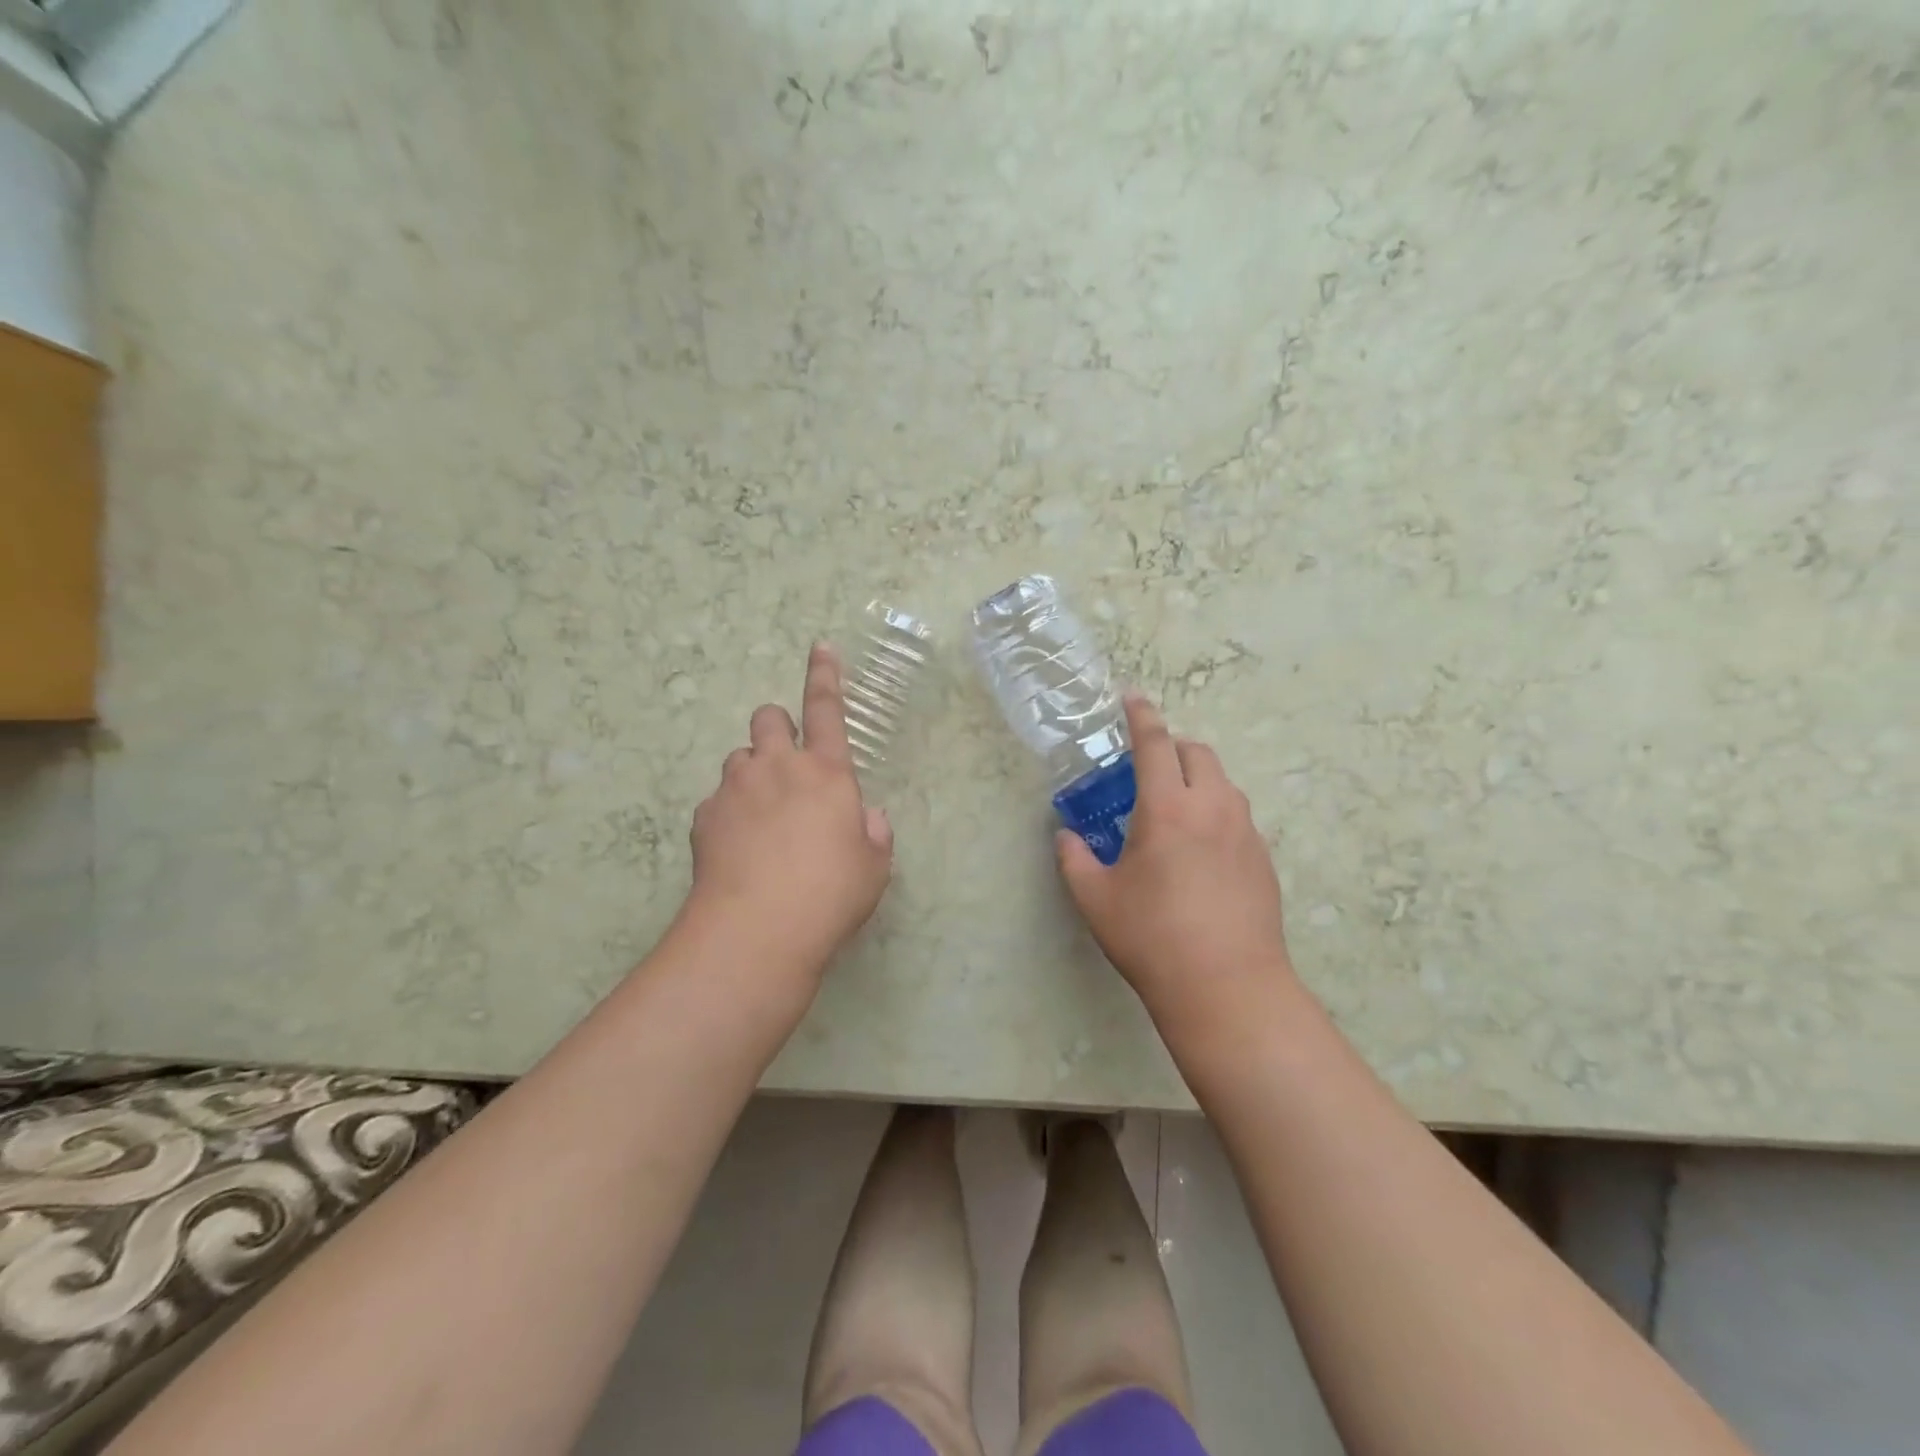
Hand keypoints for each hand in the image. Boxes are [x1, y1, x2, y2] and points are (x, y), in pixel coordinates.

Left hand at [679, 644, 893, 985]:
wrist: (758, 929)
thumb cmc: (830, 894)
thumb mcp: (872, 867)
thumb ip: (872, 833)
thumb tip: (865, 818)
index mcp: (827, 773)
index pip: (827, 709)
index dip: (826, 675)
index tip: (821, 647)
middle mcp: (779, 768)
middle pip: (768, 717)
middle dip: (777, 727)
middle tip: (786, 764)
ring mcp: (736, 788)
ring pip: (739, 757)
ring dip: (752, 773)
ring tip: (762, 817)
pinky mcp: (704, 816)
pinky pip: (717, 799)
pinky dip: (728, 813)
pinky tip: (737, 849)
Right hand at [1056, 693, 1295, 1038]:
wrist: (1228, 988)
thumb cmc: (1152, 937)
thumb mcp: (1096, 899)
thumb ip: (1074, 859)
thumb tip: (1066, 837)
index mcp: (1167, 808)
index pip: (1155, 744)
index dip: (1141, 716)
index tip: (1132, 697)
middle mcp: (1212, 808)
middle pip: (1198, 753)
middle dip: (1172, 746)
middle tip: (1147, 766)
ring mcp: (1245, 833)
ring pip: (1224, 783)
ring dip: (1197, 778)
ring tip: (1174, 808)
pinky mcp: (1263, 859)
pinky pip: (1237, 816)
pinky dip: (1216, 811)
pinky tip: (1200, 850)